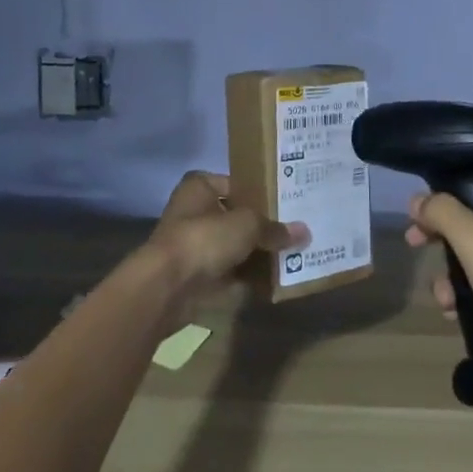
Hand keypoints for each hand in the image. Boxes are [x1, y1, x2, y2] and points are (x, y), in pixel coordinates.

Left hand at [145, 171, 305, 299]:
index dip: (260, 192)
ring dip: (257, 252)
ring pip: (235, 246)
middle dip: (263, 225)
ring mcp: (195, 246)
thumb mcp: (248, 225)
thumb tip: (305, 232)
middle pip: (237, 216)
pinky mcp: (197, 276)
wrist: (167, 287)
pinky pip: (231, 272)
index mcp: (200, 187)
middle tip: (296, 228)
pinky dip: (249, 276)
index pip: (236, 183)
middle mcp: (194, 212)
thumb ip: (275, 228)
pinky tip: (277, 278)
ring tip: (293, 253)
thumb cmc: (205, 238)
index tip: (288, 201)